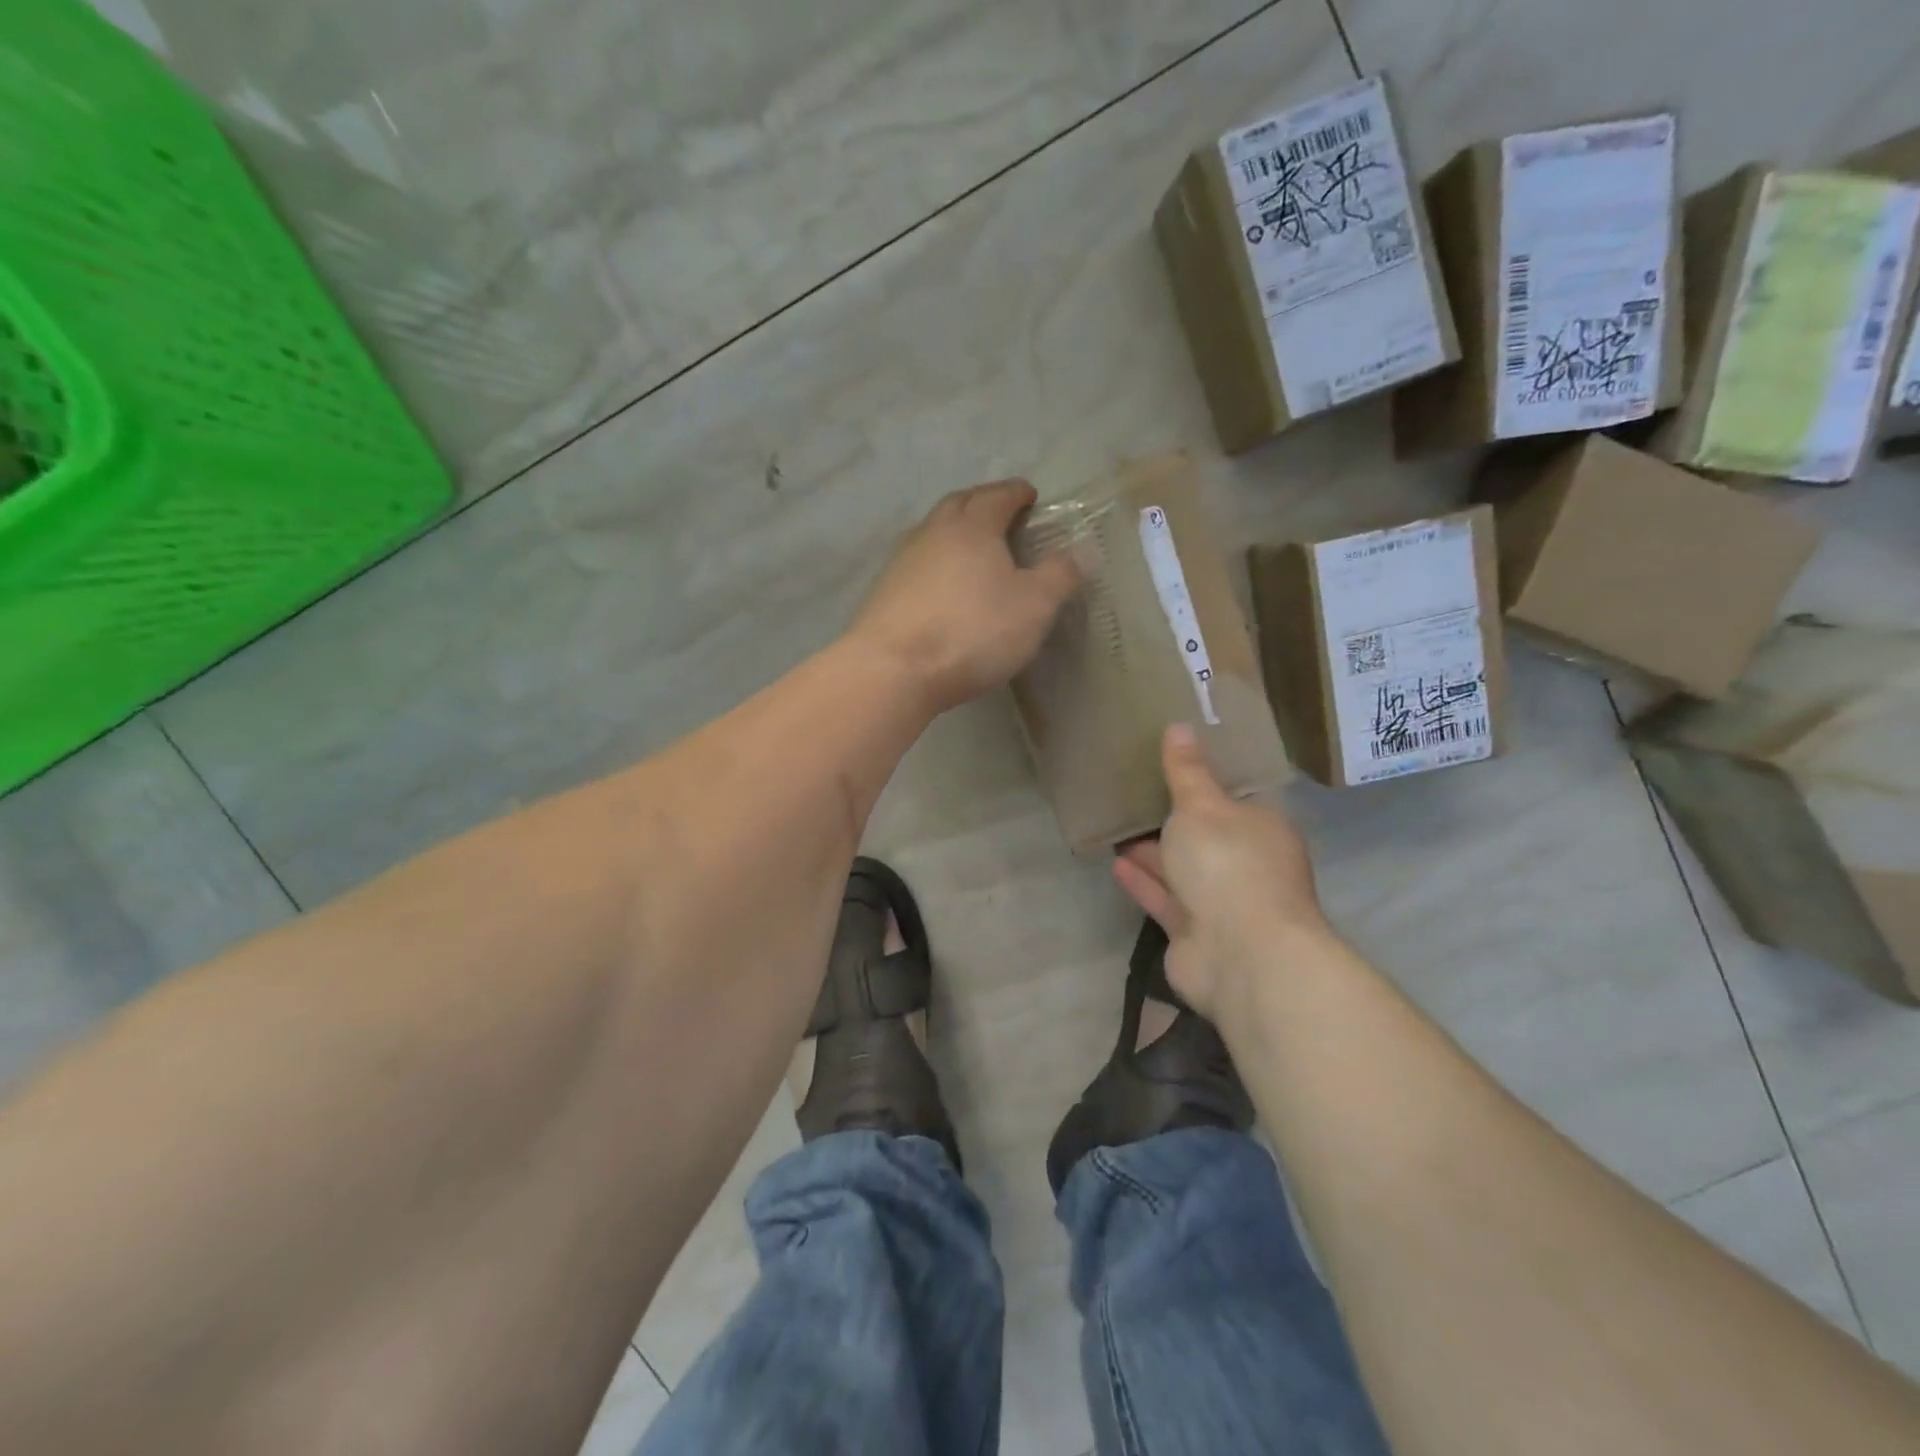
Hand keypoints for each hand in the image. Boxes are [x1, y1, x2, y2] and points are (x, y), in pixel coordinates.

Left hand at [850, 480, 1079, 714]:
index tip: (1029, 494)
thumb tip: (1081, 550)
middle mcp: (933, 533)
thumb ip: (1059, 575)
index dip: (1016, 493)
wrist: (893, 670)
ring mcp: (902, 562)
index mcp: (972, 526)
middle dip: (982, 503)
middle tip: (1000, 514)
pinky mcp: (883, 593)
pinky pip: (916, 565)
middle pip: (958, 505)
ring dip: (954, 533)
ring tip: (973, 550)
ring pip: (932, 533)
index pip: (998, 496)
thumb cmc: (972, 631)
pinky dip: (935, 564)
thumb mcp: (1034, 606)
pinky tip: (941, 586)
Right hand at [1112, 725, 1329, 1019]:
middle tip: (1134, 794)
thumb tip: (1179, 726)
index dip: (1205, 781)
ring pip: (1183, 870)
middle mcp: (1247, 864)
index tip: (1172, 764)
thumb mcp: (1202, 806)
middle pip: (1206, 836)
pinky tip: (1115, 864)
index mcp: (1262, 828)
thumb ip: (1186, 771)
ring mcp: (1223, 903)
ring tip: (1116, 827)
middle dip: (1173, 820)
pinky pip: (1165, 899)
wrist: (1240, 955)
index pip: (1235, 798)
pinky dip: (1143, 882)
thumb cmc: (1228, 866)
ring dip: (1152, 852)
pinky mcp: (1195, 934)